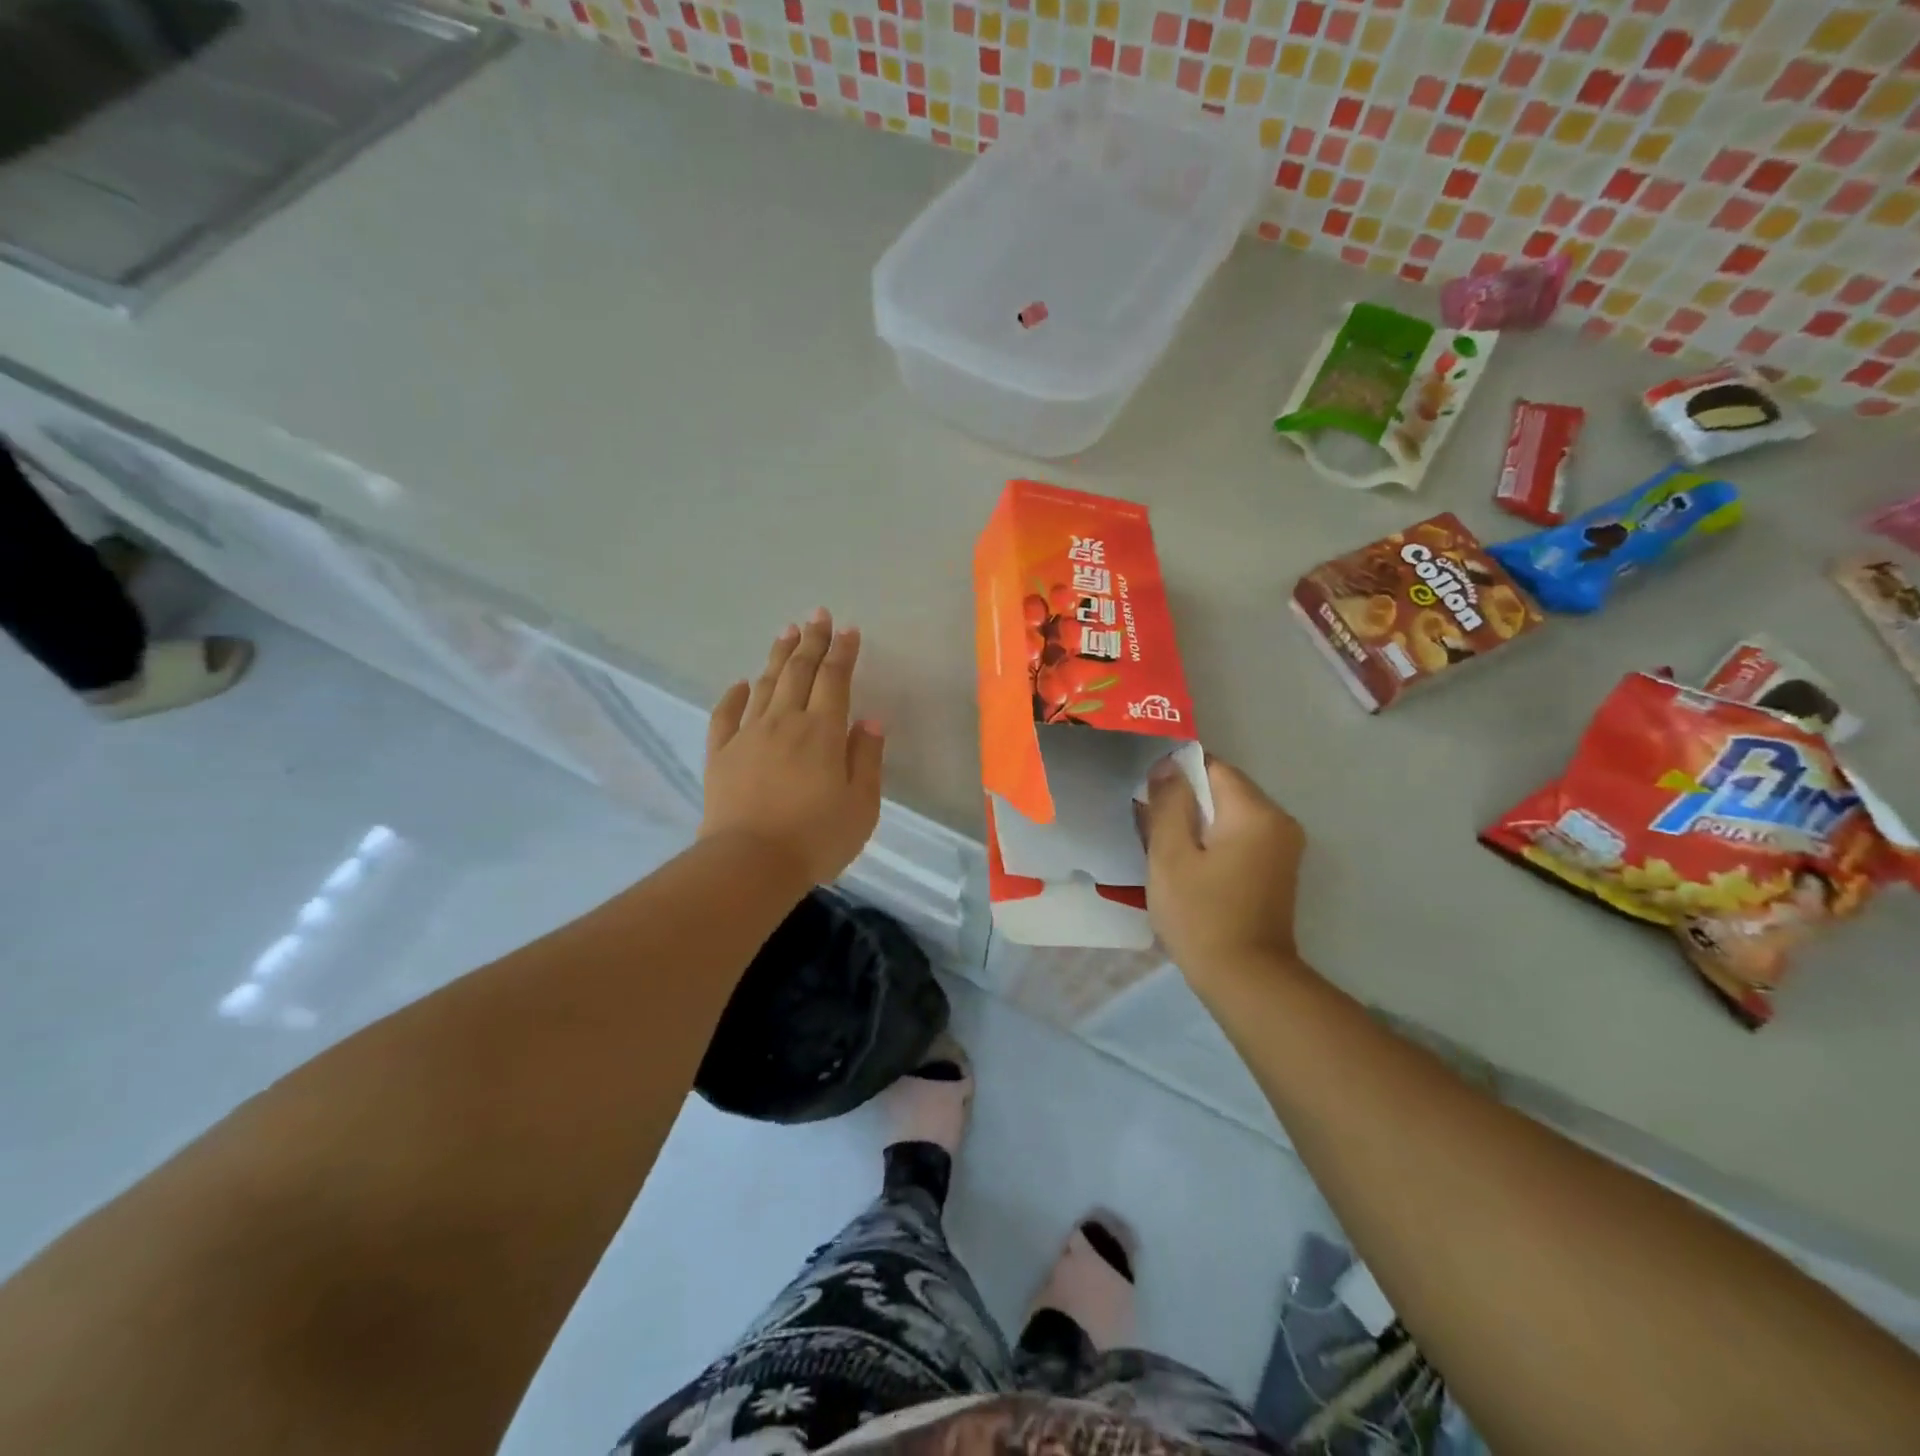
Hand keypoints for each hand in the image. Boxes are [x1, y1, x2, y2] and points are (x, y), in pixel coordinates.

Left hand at [702, 610, 884, 885]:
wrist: (750, 864)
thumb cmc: (816, 838)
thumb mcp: (861, 805)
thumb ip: (867, 759)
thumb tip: (870, 721)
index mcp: (823, 732)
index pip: (835, 679)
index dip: (843, 652)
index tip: (849, 629)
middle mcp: (785, 722)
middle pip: (799, 671)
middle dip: (811, 641)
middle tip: (817, 615)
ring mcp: (748, 736)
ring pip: (765, 685)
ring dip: (777, 656)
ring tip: (786, 632)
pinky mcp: (721, 755)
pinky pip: (725, 716)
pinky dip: (734, 696)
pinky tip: (740, 684)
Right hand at [1141, 754, 1305, 981]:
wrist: (1246, 980)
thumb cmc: (1201, 915)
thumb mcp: (1170, 856)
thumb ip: (1168, 804)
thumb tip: (1168, 766)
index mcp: (1255, 812)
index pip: (1213, 767)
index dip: (1176, 772)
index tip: (1147, 793)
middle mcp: (1279, 821)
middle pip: (1224, 789)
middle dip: (1186, 799)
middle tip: (1149, 822)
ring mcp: (1283, 847)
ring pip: (1231, 814)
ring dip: (1197, 821)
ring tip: (1164, 845)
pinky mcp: (1278, 869)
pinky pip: (1241, 836)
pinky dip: (1214, 840)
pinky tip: (1189, 864)